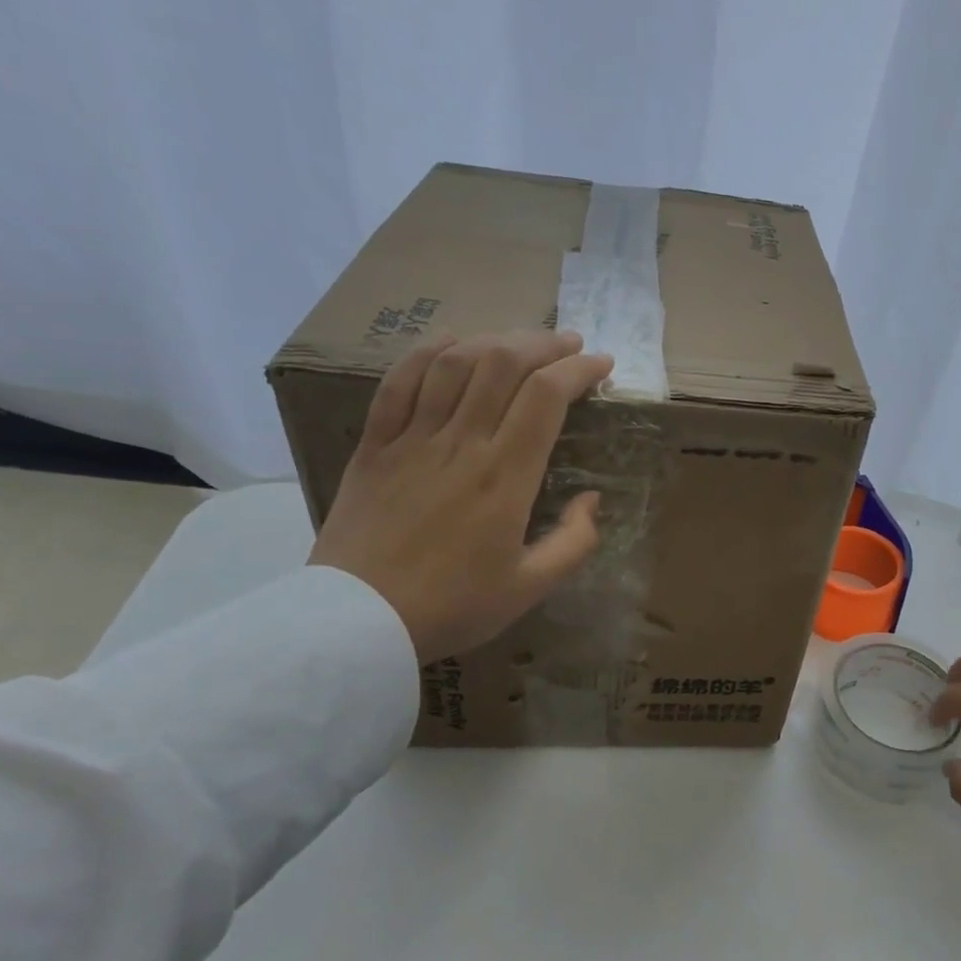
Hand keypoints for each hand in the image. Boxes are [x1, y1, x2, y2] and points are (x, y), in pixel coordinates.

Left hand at [308, 330, 613, 662]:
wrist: (359, 621)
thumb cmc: (453, 606)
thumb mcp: (531, 588)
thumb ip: (574, 542)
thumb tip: (592, 500)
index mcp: (505, 476)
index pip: (547, 396)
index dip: (579, 370)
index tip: (601, 365)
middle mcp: (462, 443)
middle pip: (504, 363)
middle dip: (544, 343)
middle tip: (568, 345)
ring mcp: (413, 439)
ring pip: (455, 363)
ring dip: (494, 340)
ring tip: (519, 343)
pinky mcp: (374, 445)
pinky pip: (398, 382)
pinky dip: (427, 353)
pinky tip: (451, 344)